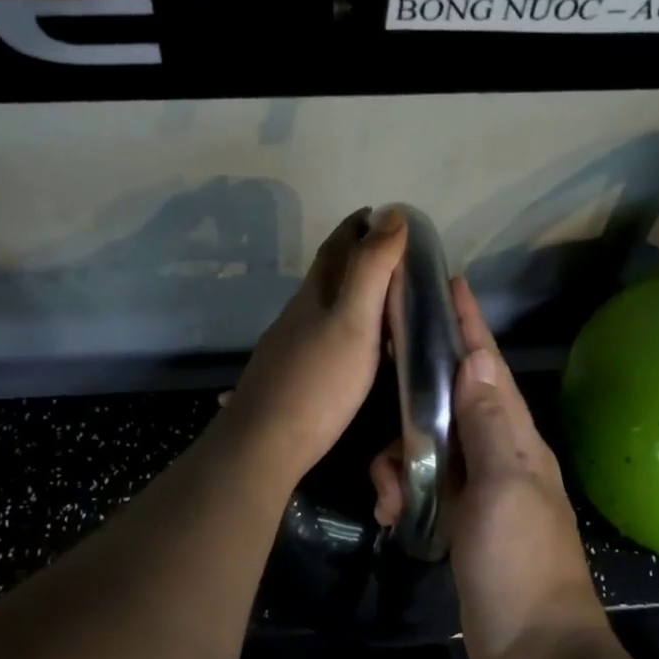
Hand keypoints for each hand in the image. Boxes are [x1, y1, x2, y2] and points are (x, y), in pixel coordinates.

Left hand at [217, 208, 408, 486]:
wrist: (264, 444)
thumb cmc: (317, 383)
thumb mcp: (354, 323)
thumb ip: (371, 271)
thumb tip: (391, 215)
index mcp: (315, 295)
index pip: (336, 247)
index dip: (358, 227)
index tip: (382, 214)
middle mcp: (297, 314)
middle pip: (327, 275)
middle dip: (356, 257)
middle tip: (394, 257)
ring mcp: (289, 346)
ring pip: (323, 308)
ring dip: (350, 295)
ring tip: (383, 301)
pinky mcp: (289, 376)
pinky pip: (321, 337)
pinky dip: (343, 328)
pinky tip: (353, 349)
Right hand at [371, 279, 609, 658]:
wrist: (534, 655)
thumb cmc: (520, 566)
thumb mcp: (504, 488)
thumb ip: (489, 425)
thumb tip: (477, 361)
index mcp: (519, 441)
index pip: (490, 370)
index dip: (470, 327)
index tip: (450, 284)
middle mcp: (502, 457)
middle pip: (454, 401)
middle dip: (417, 394)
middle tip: (381, 385)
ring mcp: (482, 493)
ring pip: (431, 447)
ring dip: (400, 459)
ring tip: (387, 492)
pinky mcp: (463, 523)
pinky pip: (425, 487)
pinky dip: (404, 491)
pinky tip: (392, 514)